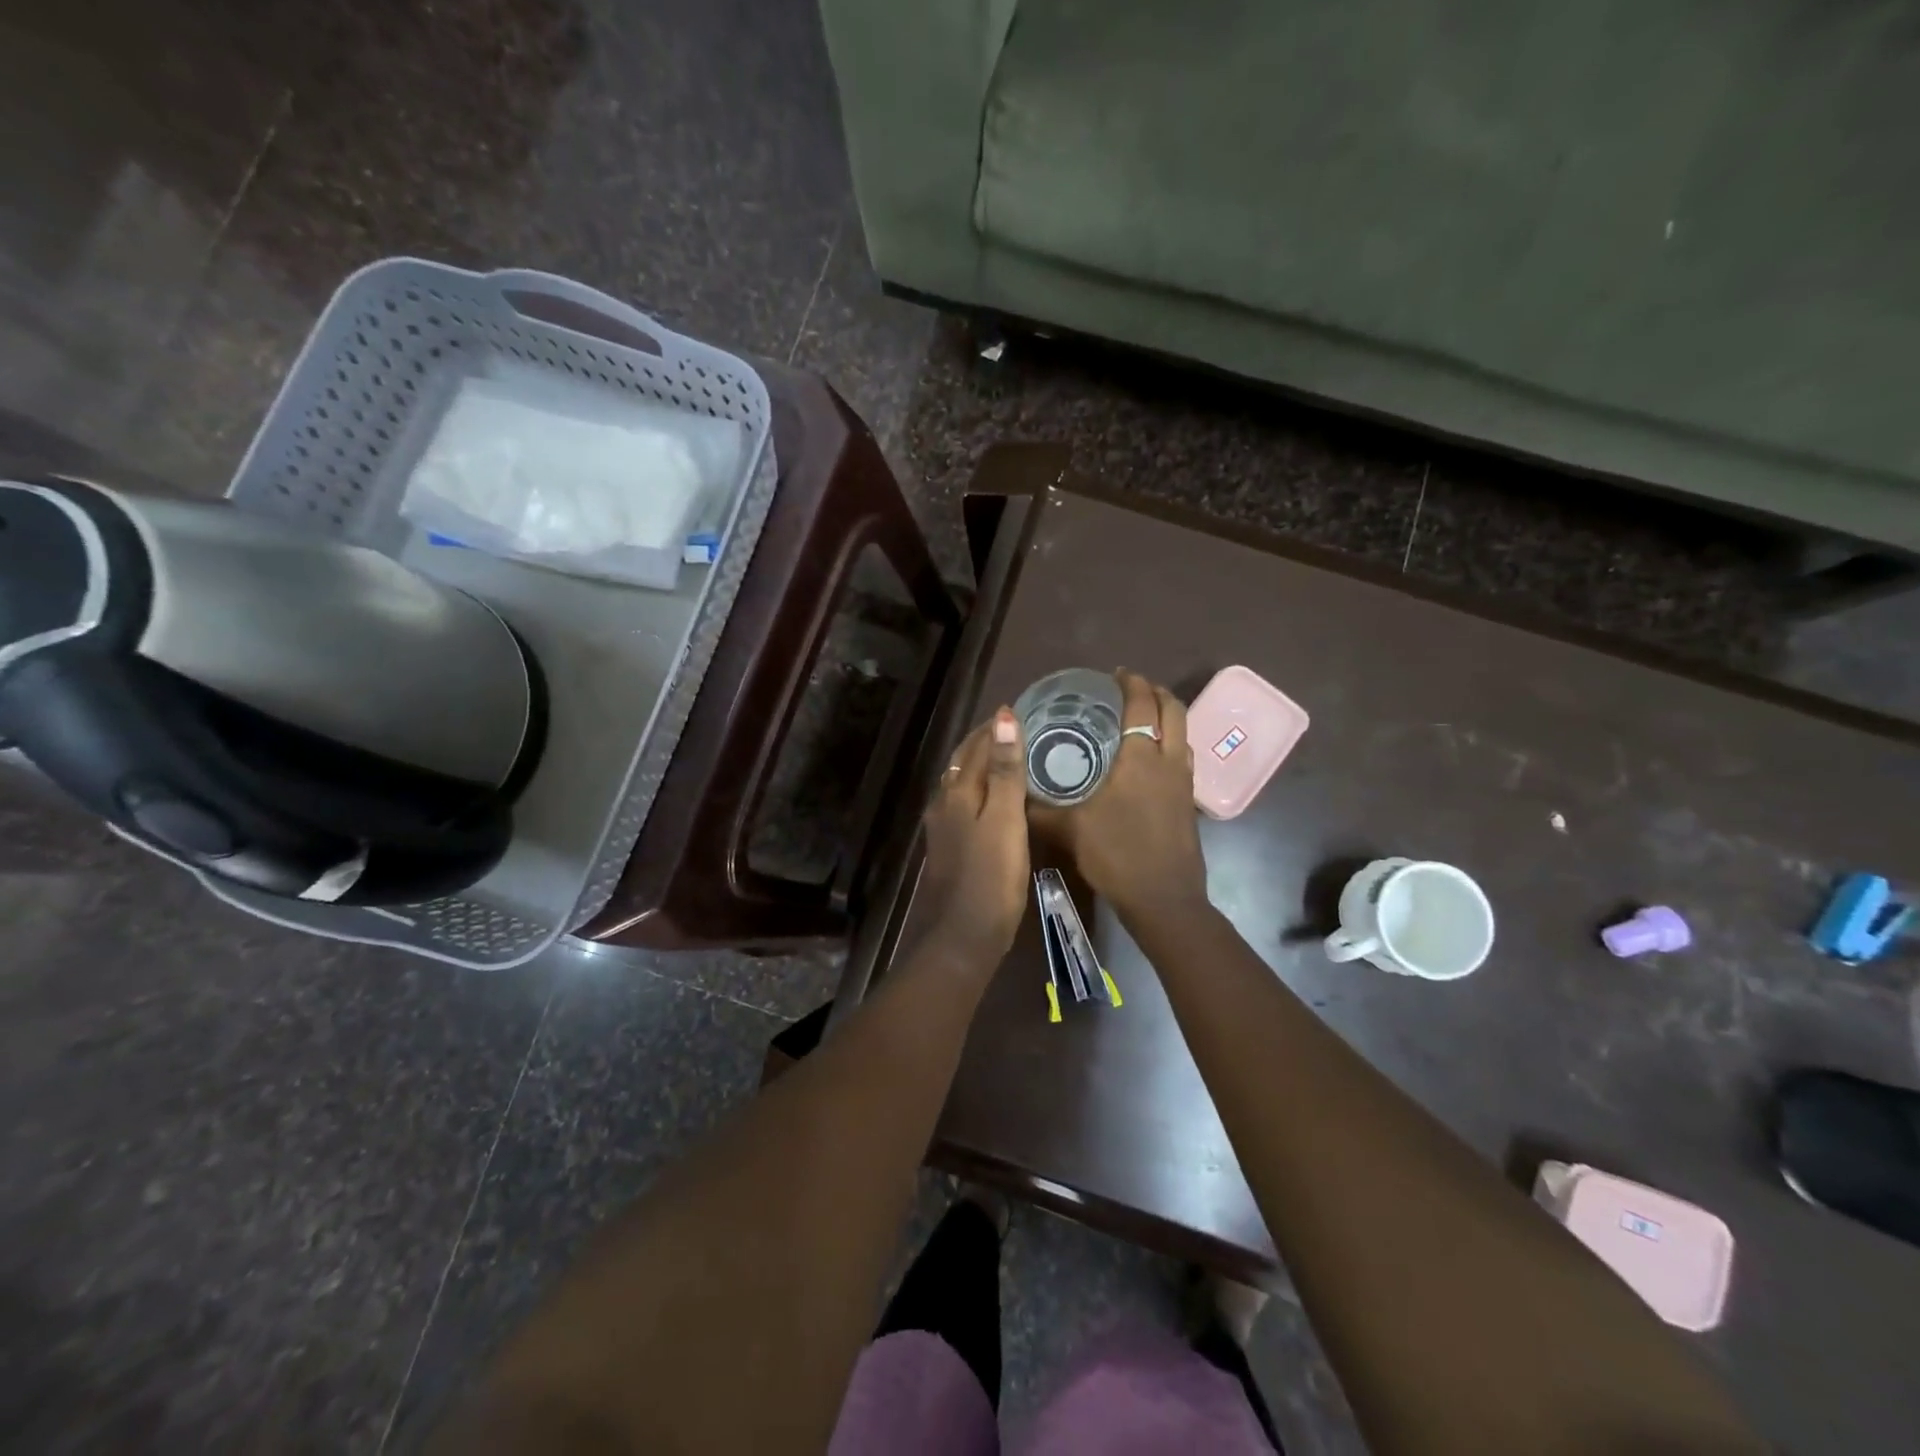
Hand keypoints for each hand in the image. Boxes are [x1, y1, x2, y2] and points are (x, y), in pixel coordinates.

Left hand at [915, 707, 1030, 968]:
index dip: (996, 727)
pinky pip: (963, 805)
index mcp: (958, 792)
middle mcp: (944, 803)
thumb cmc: (991, 877)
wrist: (963, 936)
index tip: (1021, 710)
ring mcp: (943, 827)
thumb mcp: (1005, 820)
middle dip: (986, 742)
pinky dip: (979, 790)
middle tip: (1018, 729)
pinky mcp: (949, 848)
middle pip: (963, 762)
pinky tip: (993, 800)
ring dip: (981, 765)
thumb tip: (1003, 717)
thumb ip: (1005, 770)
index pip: (976, 746)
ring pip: (961, 783)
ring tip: (1009, 757)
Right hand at [1031, 670, 1207, 923]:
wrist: (1163, 899)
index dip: (1131, 684)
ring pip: (1183, 733)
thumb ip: (1040, 810)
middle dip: (1155, 691)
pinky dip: (1170, 743)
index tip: (1115, 674)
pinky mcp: (1189, 802)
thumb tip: (1014, 795)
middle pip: (1173, 710)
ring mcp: (1184, 782)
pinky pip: (1183, 757)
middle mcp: (1168, 761)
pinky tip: (1150, 760)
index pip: (1142, 705)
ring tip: (1142, 718)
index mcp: (1140, 758)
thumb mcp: (1070, 830)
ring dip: (1167, 716)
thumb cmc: (1117, 855)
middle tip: (1131, 689)